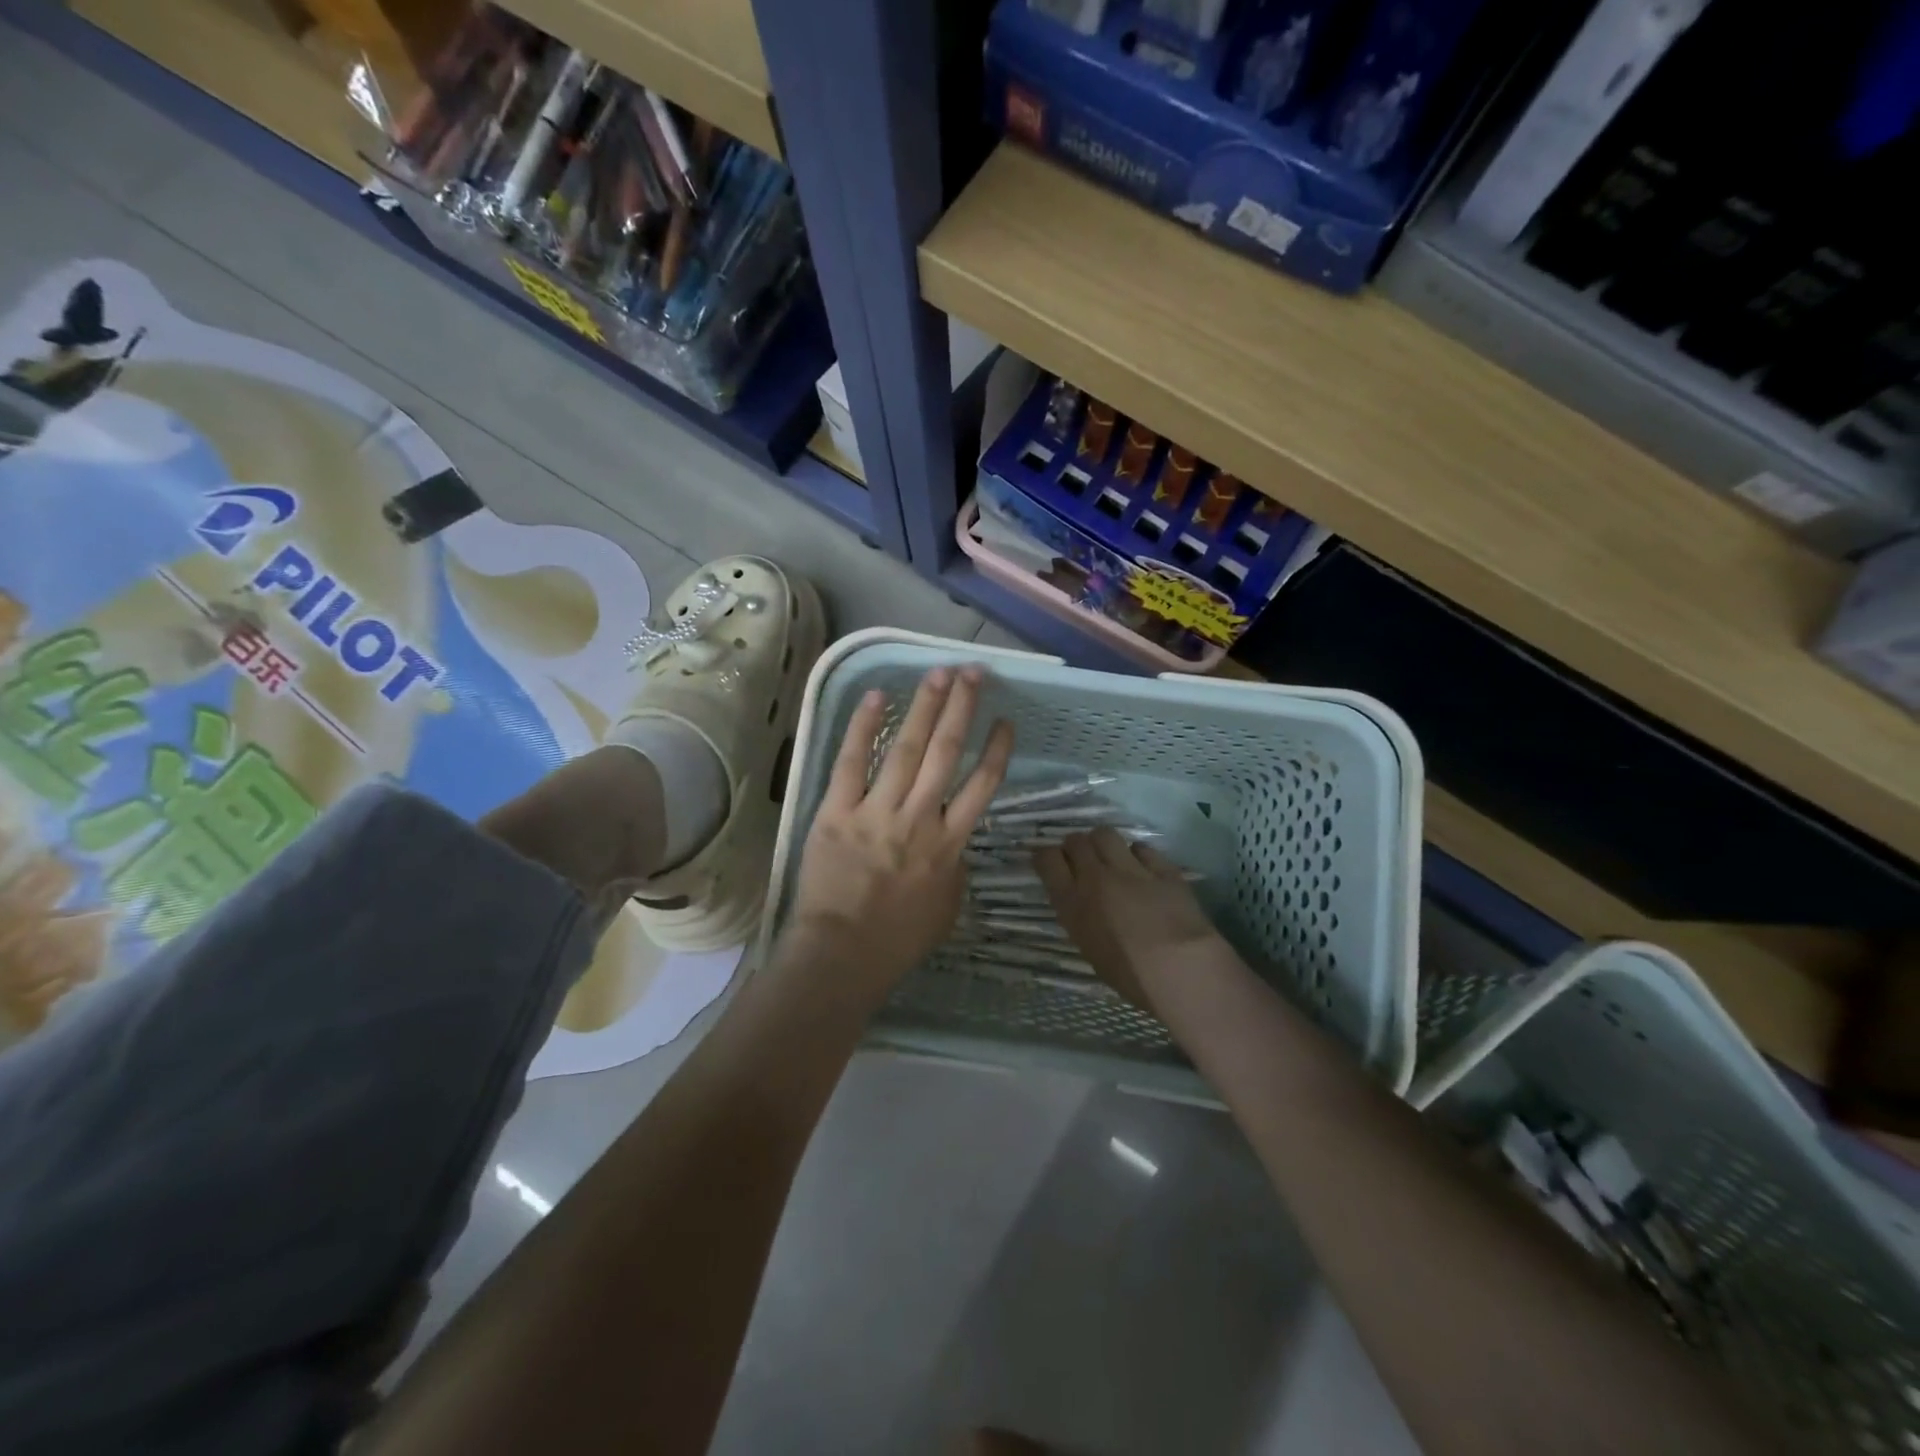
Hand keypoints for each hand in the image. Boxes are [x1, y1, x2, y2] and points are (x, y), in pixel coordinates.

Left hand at [787, 667, 1013, 998]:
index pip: (982, 785)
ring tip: (939, 673)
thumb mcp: (947, 908)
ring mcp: (877, 812)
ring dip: (925, 707)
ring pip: (907, 749)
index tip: (1004, 720)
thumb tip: (954, 841)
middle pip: (947, 752)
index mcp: (950, 844)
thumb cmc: (898, 939)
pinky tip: (877, 696)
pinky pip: (852, 762)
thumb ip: (955, 868)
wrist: (841, 955)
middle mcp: (919, 819)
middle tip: (973, 672)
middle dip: (963, 708)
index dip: (996, 749)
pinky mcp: (837, 812)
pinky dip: (863, 727)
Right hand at [1035, 828, 1227, 1010]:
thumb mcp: (1090, 948)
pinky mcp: (1162, 867)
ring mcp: (1130, 869)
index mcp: (1073, 903)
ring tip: (1111, 858)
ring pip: (1105, 834)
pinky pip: (1142, 848)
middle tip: (1082, 859)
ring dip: (1103, 843)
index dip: (1046, 857)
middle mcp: (1096, 878)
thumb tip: (1083, 902)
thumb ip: (1081, 917)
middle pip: (1076, 841)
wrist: (1181, 969)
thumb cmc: (1131, 976)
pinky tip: (1143, 867)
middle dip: (1075, 846)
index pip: (1047, 860)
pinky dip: (1138, 855)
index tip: (1050, 862)